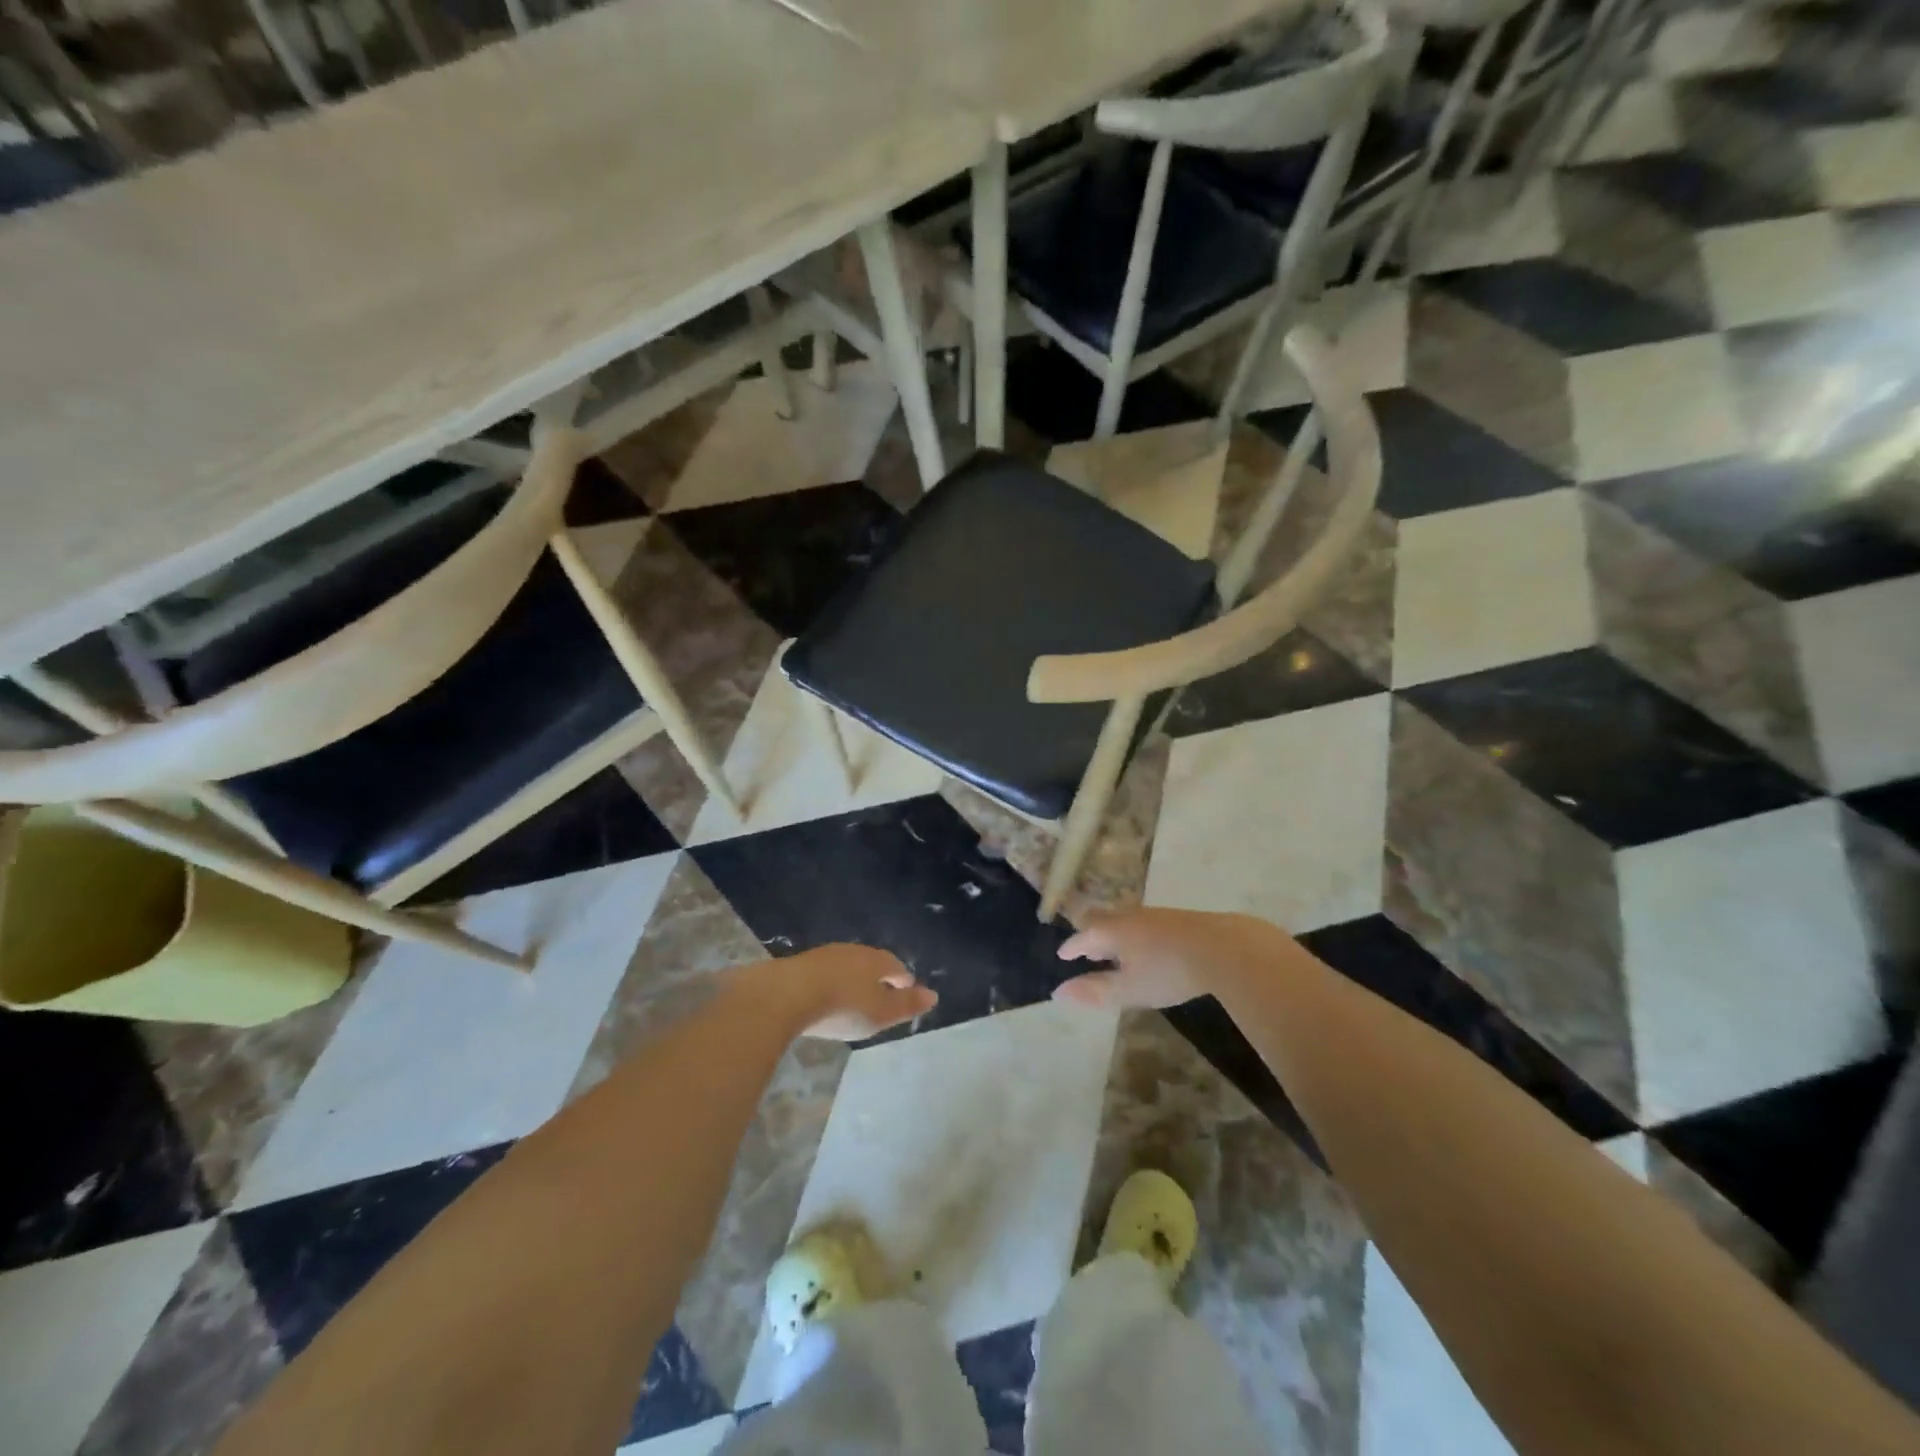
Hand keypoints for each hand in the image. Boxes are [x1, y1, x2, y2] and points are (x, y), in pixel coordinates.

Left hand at [767, 943, 937, 1040]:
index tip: (907, 991)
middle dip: (878, 977)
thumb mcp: (880, 1014)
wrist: (785, 995)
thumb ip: (907, 1005)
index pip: (896, 965)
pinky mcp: (800, 964)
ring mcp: (824, 955)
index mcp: (876, 960)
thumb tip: (933, 995)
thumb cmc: (842, 1006)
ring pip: (846, 965)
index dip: (903, 980)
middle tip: (881, 995)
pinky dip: (830, 982)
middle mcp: (853, 951)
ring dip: (852, 979)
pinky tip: (825, 997)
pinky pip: (824, 972)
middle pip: (871, 962)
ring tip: (853, 997)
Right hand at [1054, 908, 1290, 1009]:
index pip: (1082, 937)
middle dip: (1090, 934)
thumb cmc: (1169, 971)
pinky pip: (1141, 922)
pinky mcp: (1175, 918)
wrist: (1223, 947)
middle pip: (1100, 920)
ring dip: (1112, 933)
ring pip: (1122, 920)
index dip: (1070, 948)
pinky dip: (1132, 933)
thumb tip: (1058, 992)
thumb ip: (1095, 991)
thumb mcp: (1130, 989)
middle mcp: (1127, 917)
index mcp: (1111, 931)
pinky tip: (1145, 946)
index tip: (1062, 955)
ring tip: (1113, 949)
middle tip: (1085, 949)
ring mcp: (1153, 914)